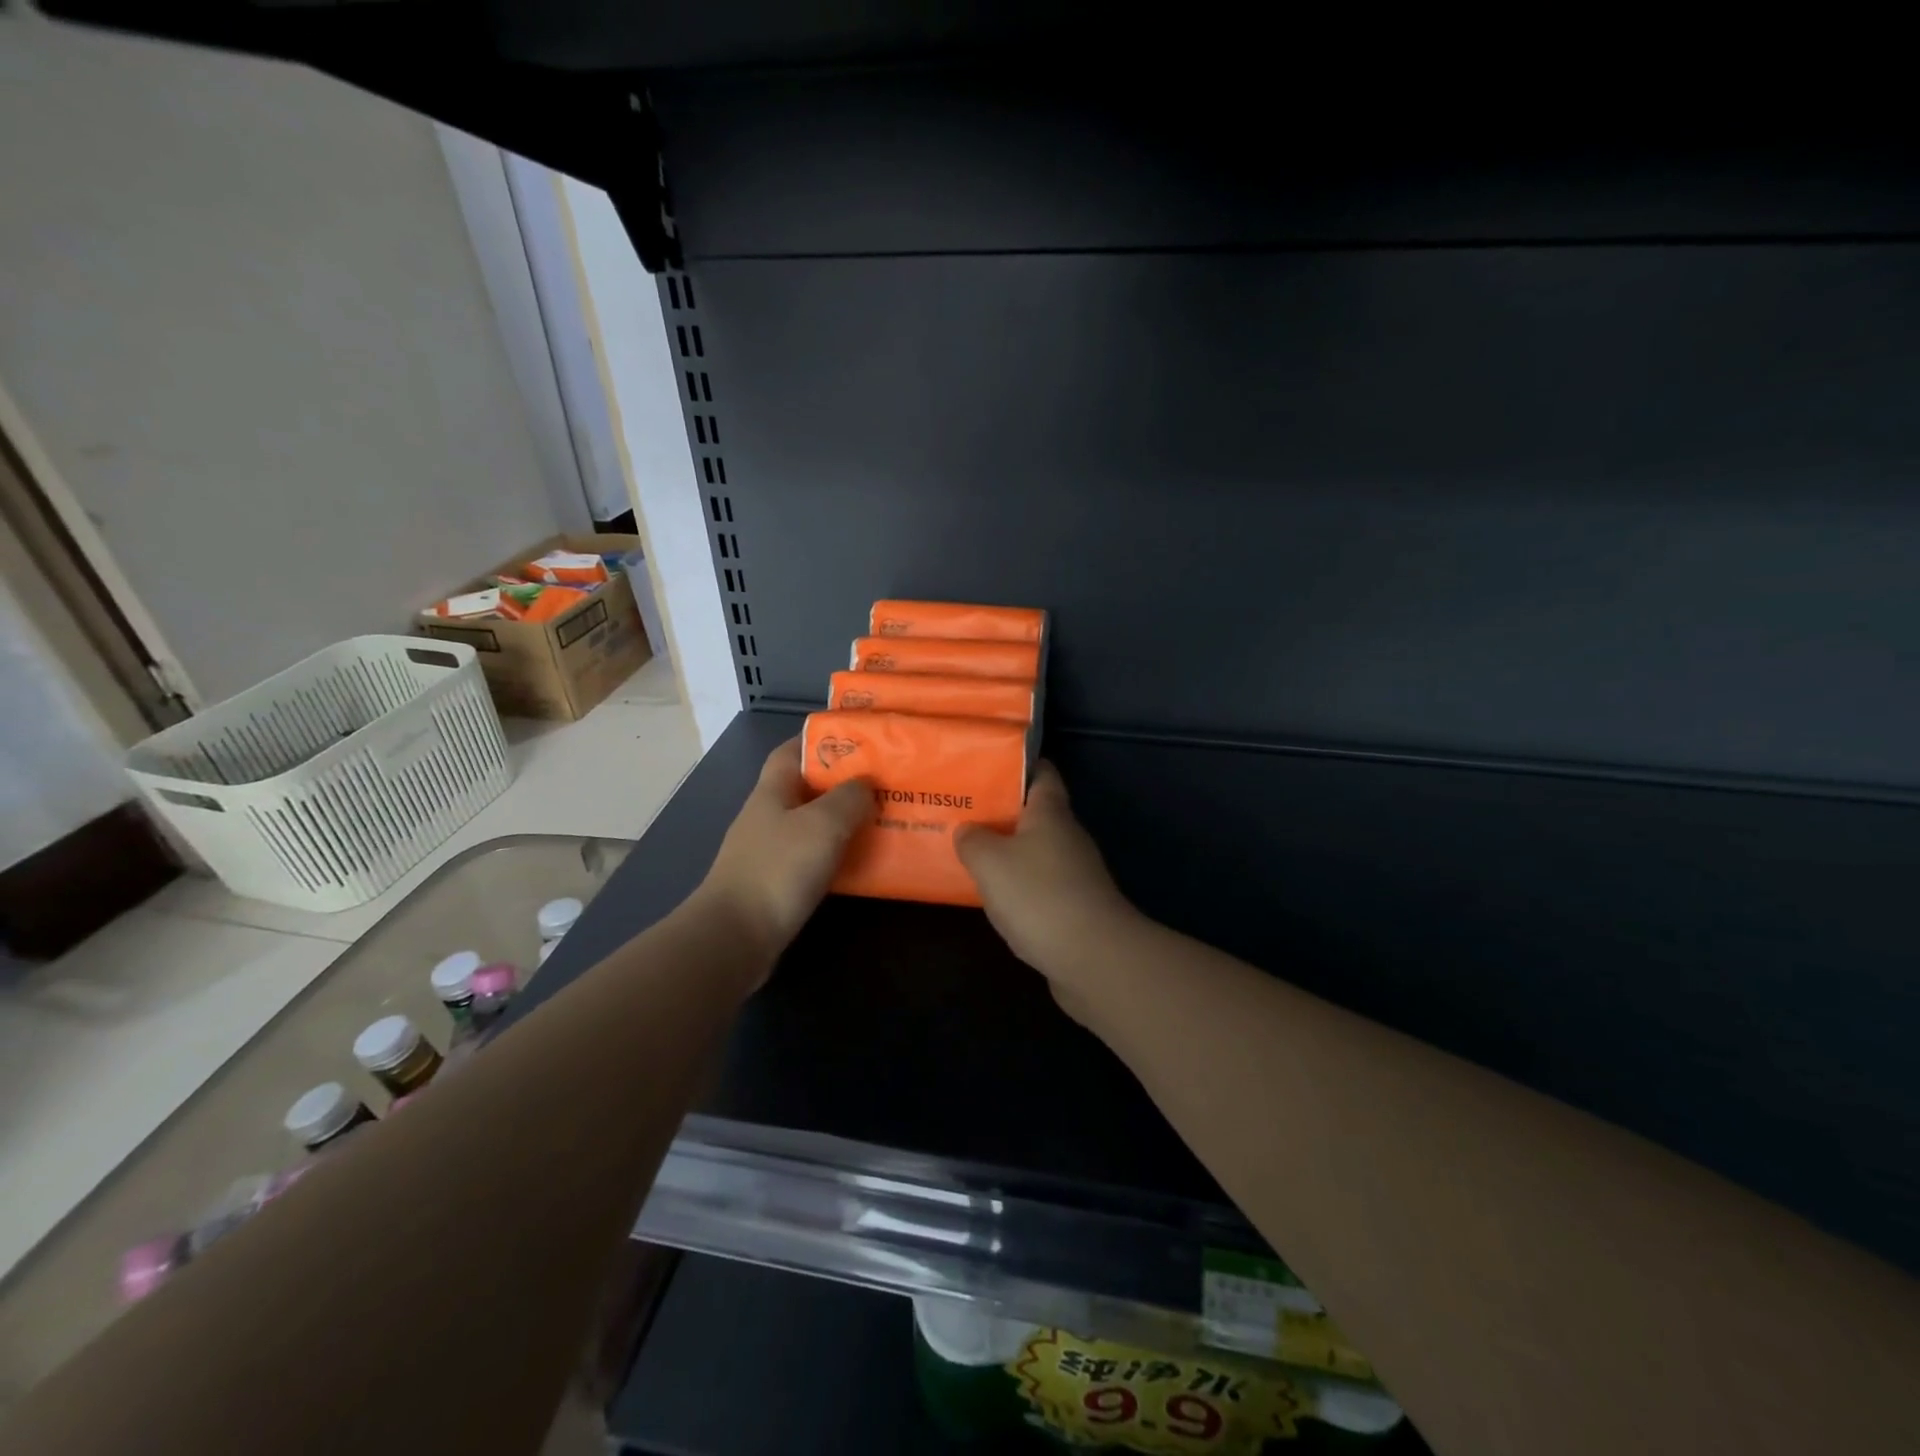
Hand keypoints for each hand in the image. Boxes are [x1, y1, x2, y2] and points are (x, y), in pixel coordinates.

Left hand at [700, 738, 872, 973]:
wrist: (736, 937)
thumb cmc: (778, 869)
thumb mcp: (823, 824)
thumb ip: (849, 798)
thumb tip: (865, 785)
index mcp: (772, 791)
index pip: (792, 751)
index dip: (820, 741)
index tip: (858, 742)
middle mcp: (768, 816)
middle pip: (807, 789)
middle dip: (842, 784)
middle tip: (884, 785)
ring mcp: (769, 851)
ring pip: (812, 826)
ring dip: (843, 822)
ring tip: (882, 821)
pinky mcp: (776, 884)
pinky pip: (812, 858)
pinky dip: (836, 855)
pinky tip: (861, 862)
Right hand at [954, 762, 1139, 1011]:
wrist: (1093, 957)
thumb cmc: (1038, 894)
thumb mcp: (989, 861)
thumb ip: (973, 839)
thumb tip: (968, 829)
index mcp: (1051, 813)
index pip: (1042, 772)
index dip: (1017, 765)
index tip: (986, 766)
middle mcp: (1068, 837)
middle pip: (1035, 814)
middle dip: (1002, 813)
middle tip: (963, 813)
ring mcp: (1076, 874)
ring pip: (1036, 852)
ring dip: (1008, 853)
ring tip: (969, 853)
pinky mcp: (1075, 907)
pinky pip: (1040, 886)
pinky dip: (1018, 887)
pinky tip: (993, 897)